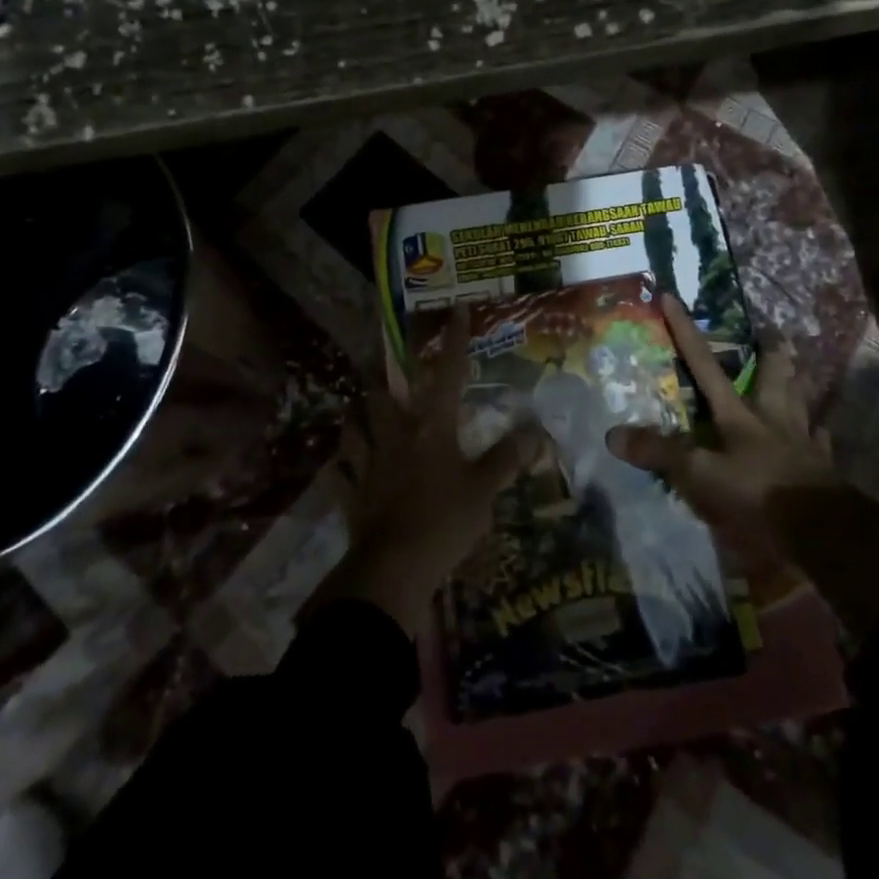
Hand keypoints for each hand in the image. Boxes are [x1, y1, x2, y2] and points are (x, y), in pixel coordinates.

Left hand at [315, 306, 543, 634]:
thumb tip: (536, 431)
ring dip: (357, 413)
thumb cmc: (444, 521)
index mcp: (431, 428)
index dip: (454, 341)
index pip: (447, 374)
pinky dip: (343, 462)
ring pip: (354, 424)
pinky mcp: (352, 491)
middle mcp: (395, 435)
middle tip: (385, 365)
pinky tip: (344, 463)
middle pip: (381, 393)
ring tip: (361, 406)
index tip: (458, 310)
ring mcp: (368, 462)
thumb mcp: (484, 491)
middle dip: (382, 373)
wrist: (394, 568)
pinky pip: (342, 469)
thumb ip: (507, 459)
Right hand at [612, 295, 878, 642]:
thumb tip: (612, 434)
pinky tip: (820, 429)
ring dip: (798, 381)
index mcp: (737, 415)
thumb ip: (660, 453)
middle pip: (772, 375)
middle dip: (770, 350)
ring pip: (800, 400)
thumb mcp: (699, 476)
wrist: (821, 530)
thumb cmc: (757, 496)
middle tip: (773, 329)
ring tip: (799, 366)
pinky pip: (820, 440)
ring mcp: (801, 440)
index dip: (685, 331)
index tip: (671, 296)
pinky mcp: (822, 466)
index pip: (704, 364)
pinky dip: (817, 431)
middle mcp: (771, 418)